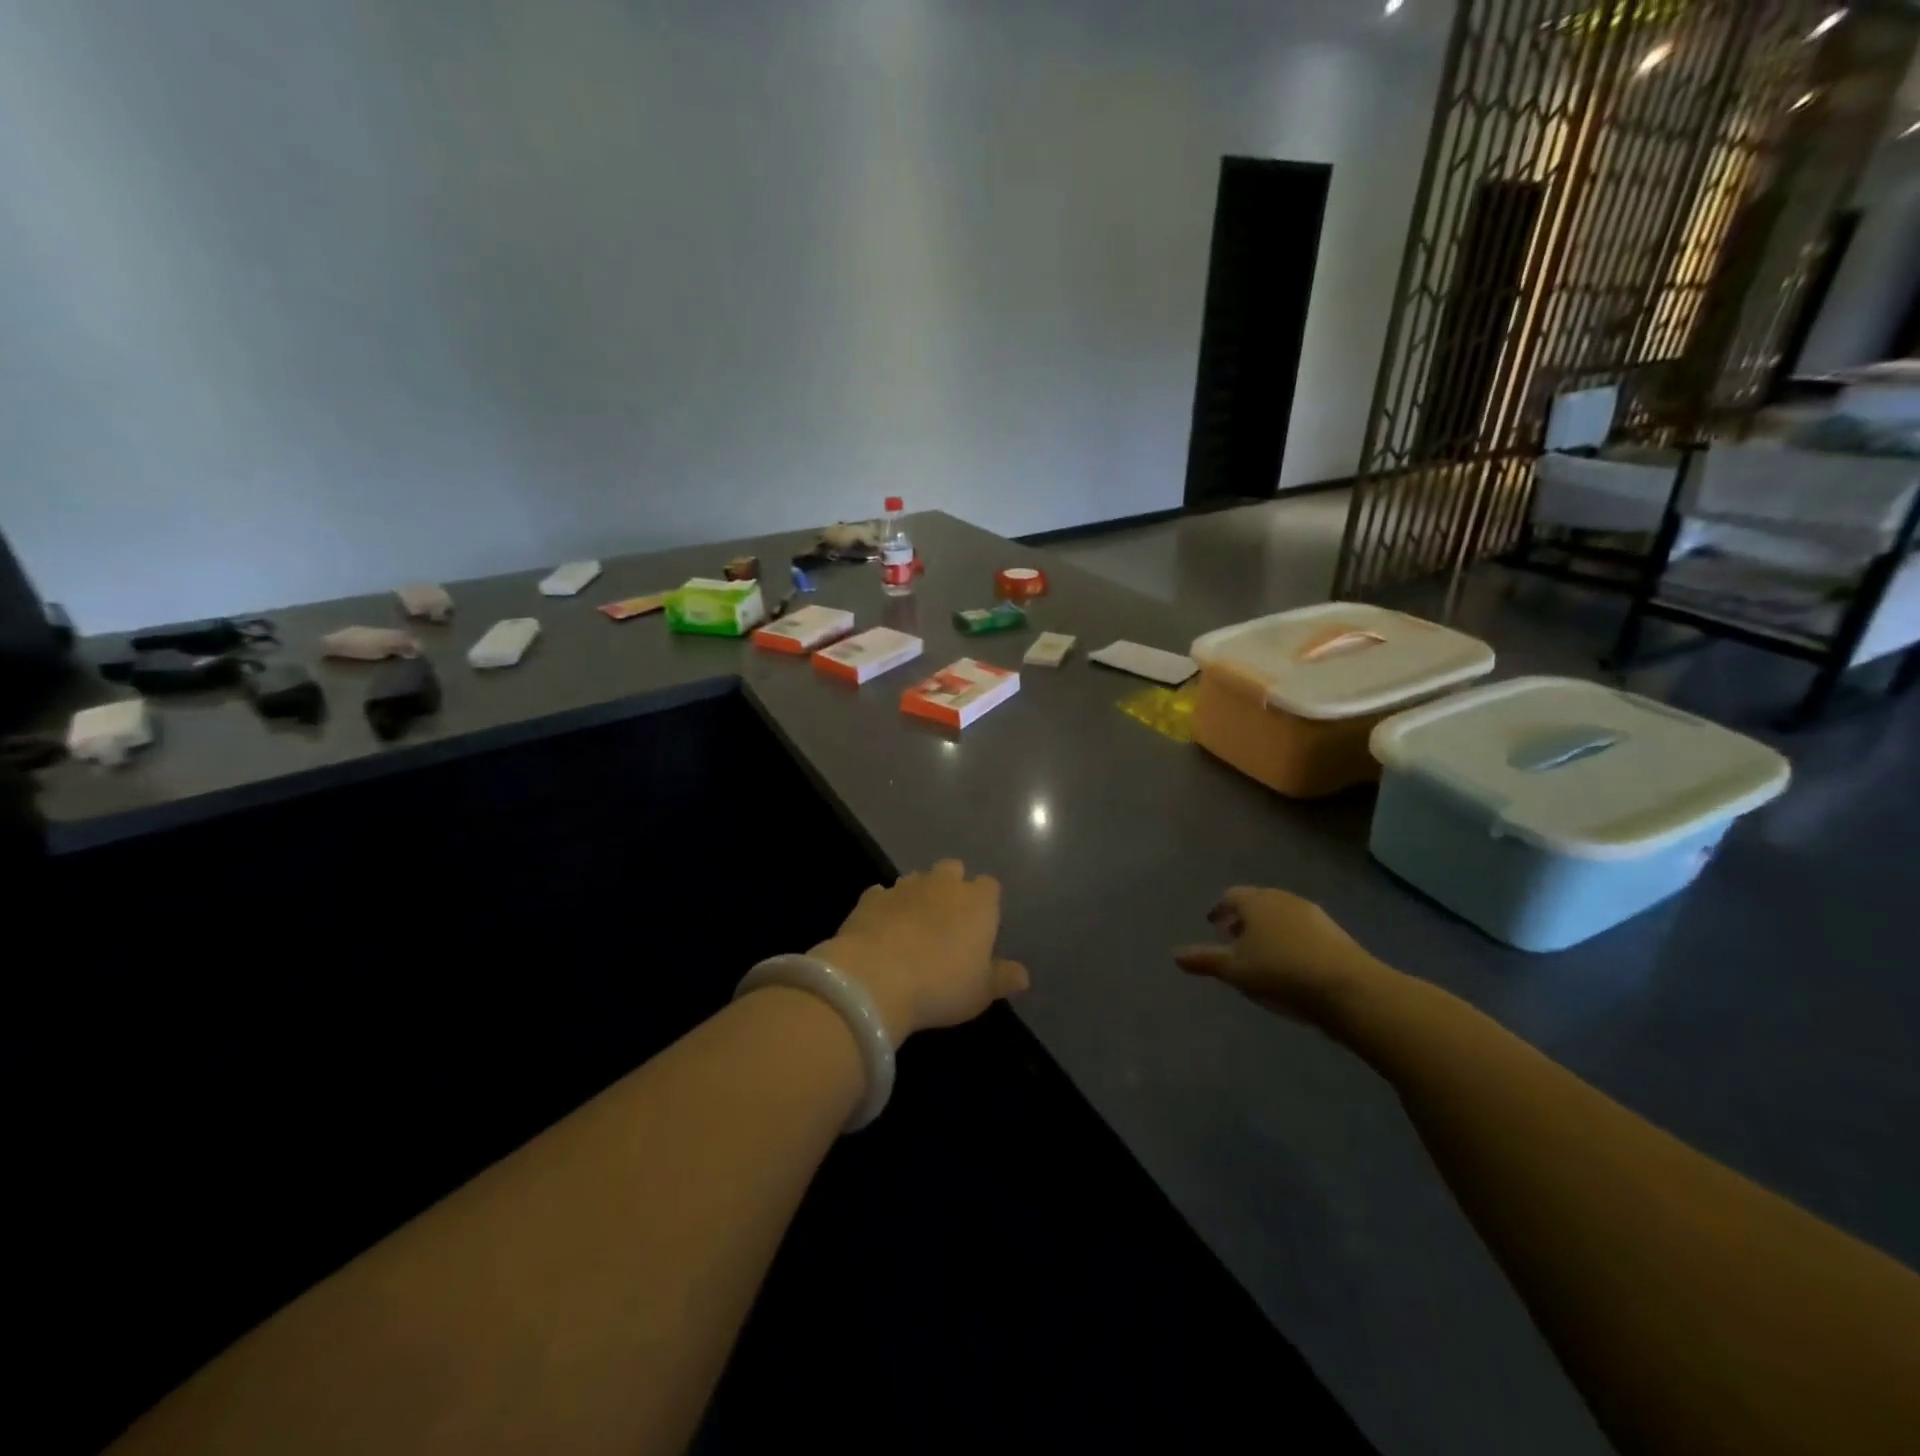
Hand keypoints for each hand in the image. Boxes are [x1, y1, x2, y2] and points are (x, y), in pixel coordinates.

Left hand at [811, 860, 1029, 1044]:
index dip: (986, 903)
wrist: (875, 978)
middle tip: (947, 919)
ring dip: (918, 894)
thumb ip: (1003, 978)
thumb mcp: (981, 992)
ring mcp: (904, 887)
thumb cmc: (941, 985)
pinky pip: (882, 895)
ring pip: (916, 878)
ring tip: (913, 924)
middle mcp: (943, 884)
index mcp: (977, 902)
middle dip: (951, 886)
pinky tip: (881, 928)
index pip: (990, 886)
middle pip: (952, 870)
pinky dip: (885, 906)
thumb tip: (1023, 975)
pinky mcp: (870, 897)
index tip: (981, 926)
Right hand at [1174, 886, 1391, 1030]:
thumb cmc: (1281, 973)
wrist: (1349, 989)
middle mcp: (1283, 899)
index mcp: (1256, 902)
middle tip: (1233, 937)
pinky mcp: (1334, 931)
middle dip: (1243, 917)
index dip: (1220, 909)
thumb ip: (1205, 960)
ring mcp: (1312, 913)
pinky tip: (1290, 961)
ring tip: (1261, 952)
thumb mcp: (1236, 971)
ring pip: (1281, 914)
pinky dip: (1289, 937)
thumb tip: (1174, 955)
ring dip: (1267, 927)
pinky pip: (1301, 927)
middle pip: (1257, 901)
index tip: (1213, 924)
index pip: (1231, 896)